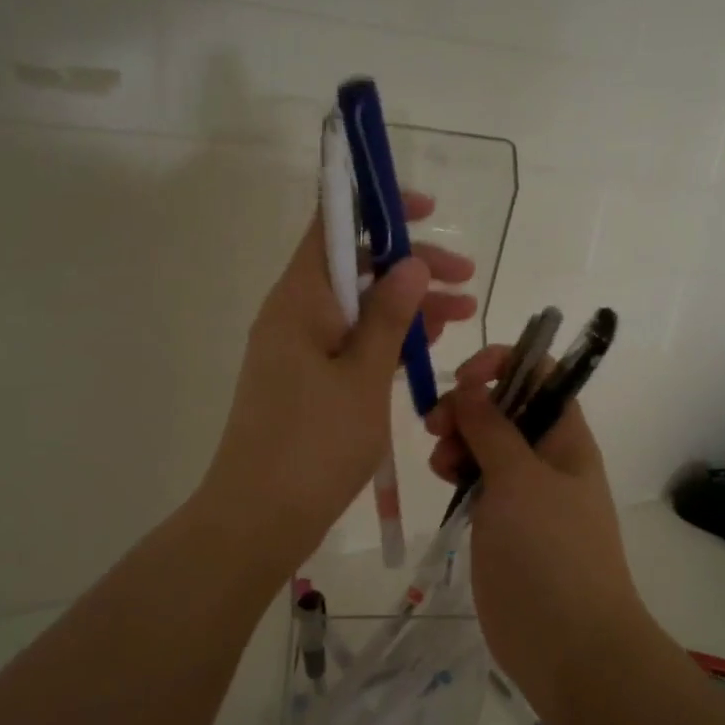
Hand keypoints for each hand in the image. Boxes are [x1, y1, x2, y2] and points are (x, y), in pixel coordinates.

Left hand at [202, 192, 475, 562]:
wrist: (259, 518)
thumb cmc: (314, 444)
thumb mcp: (363, 377)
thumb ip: (389, 317)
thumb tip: (410, 264)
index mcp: (299, 299)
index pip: (333, 225)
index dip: (376, 206)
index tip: (425, 210)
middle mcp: (294, 314)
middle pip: (355, 268)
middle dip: (411, 267)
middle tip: (465, 279)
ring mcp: (298, 349)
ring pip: (358, 308)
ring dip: (407, 307)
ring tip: (462, 315)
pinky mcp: (306, 381)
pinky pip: (350, 343)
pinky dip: (387, 340)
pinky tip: (426, 348)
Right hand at [425, 345, 646, 712]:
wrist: (568, 645)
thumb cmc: (551, 552)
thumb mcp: (521, 480)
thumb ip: (492, 429)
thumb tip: (470, 387)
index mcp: (565, 436)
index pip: (540, 373)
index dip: (502, 364)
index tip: (463, 379)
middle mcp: (546, 456)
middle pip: (504, 407)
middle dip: (468, 406)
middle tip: (437, 425)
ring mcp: (523, 492)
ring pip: (485, 444)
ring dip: (457, 439)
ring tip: (441, 463)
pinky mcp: (501, 523)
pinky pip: (477, 480)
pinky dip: (457, 471)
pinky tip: (443, 480)